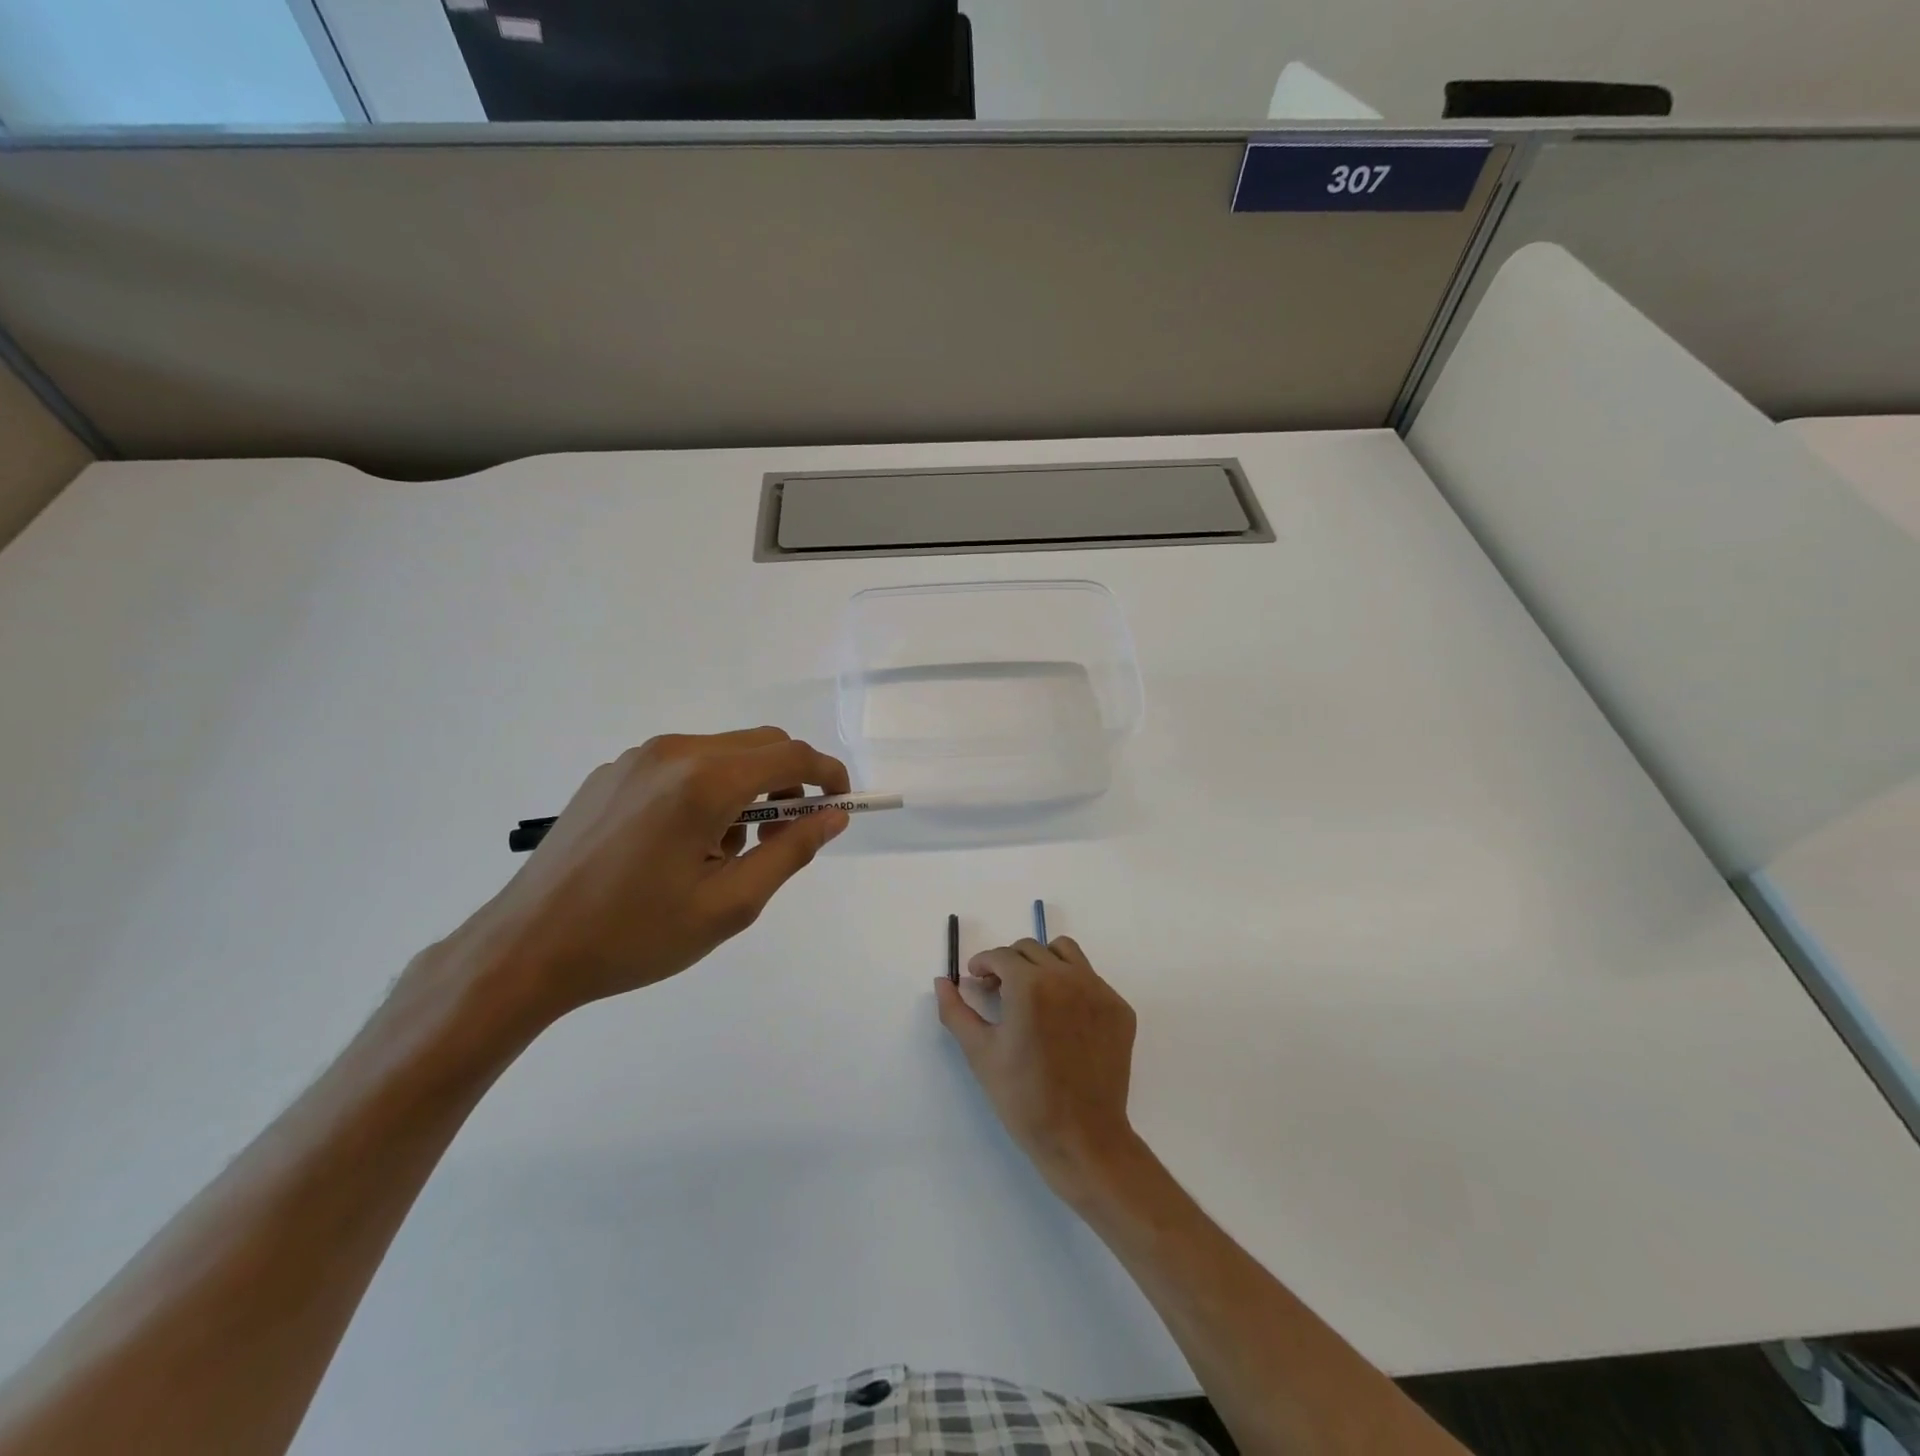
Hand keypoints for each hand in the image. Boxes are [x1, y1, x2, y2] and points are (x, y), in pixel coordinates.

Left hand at [451, 728, 850, 1024]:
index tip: (841, 805)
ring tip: (724, 852)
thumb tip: (832, 817)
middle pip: (760, 745)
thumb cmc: (635, 935)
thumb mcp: (729, 905)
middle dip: (789, 783)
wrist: (526, 948)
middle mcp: (673, 753)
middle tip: (786, 836)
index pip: (791, 756)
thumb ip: (790, 853)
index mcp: (704, 781)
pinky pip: (682, 765)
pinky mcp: (612, 773)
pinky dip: (707, 790)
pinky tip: (681, 844)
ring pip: (722, 754)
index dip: (827, 775)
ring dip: (746, 789)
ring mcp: (637, 759)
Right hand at [935, 936, 1141, 1202]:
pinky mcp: (1119, 1008)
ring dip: (1043, 962)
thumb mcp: (980, 1053)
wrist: (1082, 1138)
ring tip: (1033, 991)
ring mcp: (1098, 990)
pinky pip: (1091, 979)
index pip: (1001, 956)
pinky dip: (1071, 985)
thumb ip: (955, 1011)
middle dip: (1010, 963)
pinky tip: (1062, 1017)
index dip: (984, 964)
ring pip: (1066, 953)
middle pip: (1031, 949)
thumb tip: (942, 981)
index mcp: (1030, 985)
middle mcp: (1067, 977)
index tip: (977, 980)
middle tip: (999, 990)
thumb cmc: (1023, 1098)